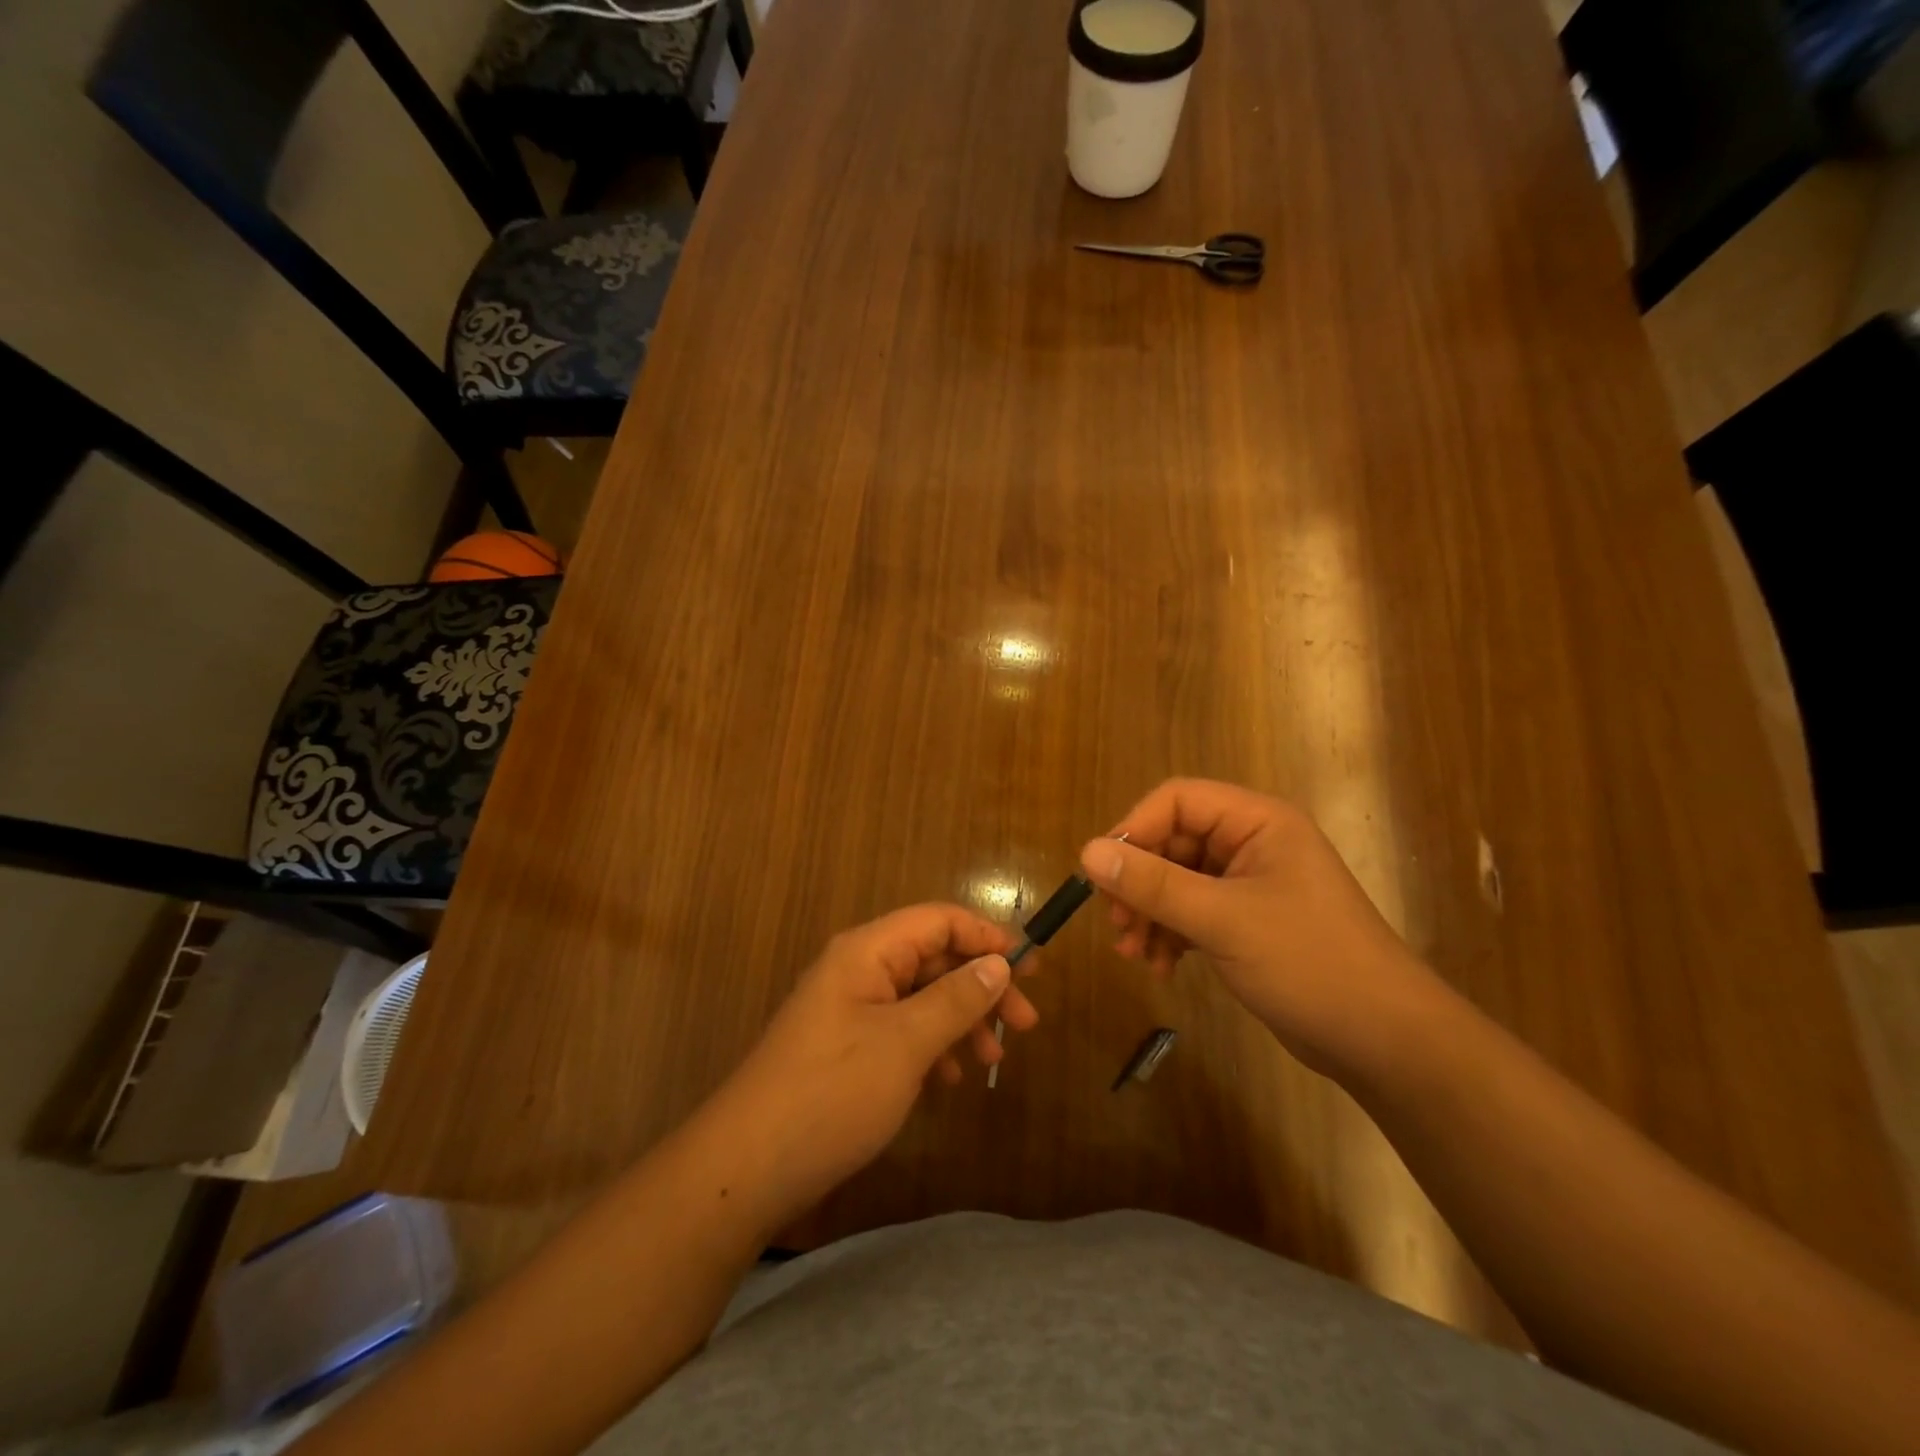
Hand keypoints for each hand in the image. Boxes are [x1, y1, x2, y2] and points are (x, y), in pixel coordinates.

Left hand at [704, 904, 1036, 1230]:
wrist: (747, 1167)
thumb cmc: (832, 1092)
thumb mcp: (905, 1043)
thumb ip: (956, 999)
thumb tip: (999, 963)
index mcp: (867, 951)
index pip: (939, 920)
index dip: (987, 936)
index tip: (1031, 968)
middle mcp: (858, 969)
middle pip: (934, 958)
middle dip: (981, 986)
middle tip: (1025, 1024)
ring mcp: (850, 1009)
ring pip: (921, 997)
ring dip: (961, 1020)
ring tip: (992, 1060)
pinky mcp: (846, 1047)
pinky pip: (902, 1030)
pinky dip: (932, 1046)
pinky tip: (948, 1080)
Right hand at [1079, 779, 1440, 1076]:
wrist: (1384, 1041)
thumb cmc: (1309, 963)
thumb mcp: (1223, 920)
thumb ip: (1154, 884)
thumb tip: (1087, 852)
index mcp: (1257, 822)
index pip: (1177, 800)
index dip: (1135, 829)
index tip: (1104, 874)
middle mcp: (1252, 843)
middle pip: (1172, 841)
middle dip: (1139, 882)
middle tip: (1116, 923)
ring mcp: (1250, 884)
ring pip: (1177, 880)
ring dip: (1149, 913)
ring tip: (1133, 953)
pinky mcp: (1247, 922)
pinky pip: (1192, 912)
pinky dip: (1170, 934)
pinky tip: (1162, 967)